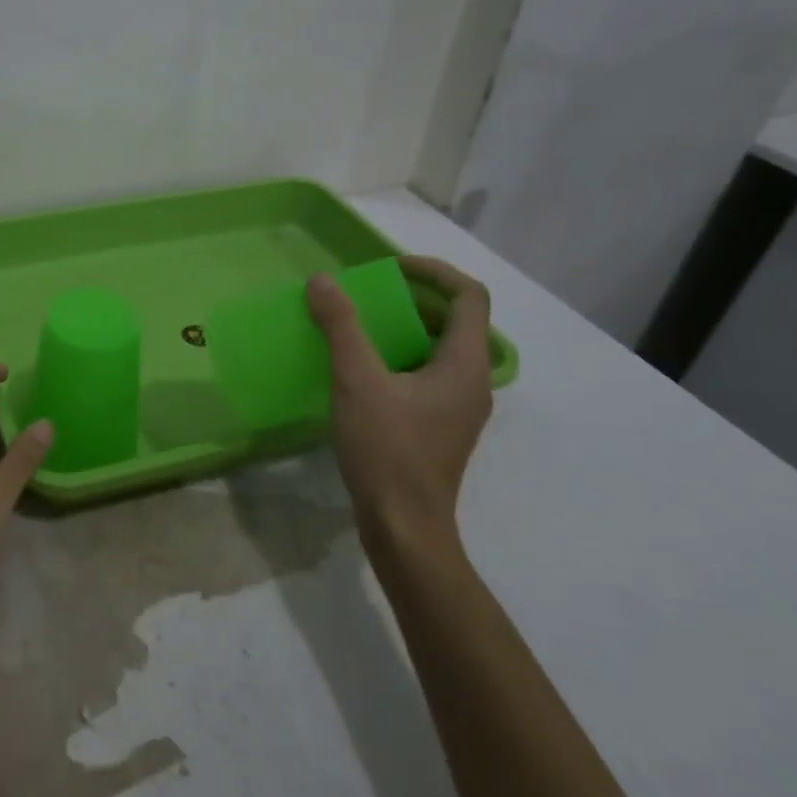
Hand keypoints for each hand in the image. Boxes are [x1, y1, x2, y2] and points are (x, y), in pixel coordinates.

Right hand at [307, 257, 494, 565]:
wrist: (404, 528)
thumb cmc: (387, 450)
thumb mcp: (357, 381)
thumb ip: (341, 327)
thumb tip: (323, 281)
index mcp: (465, 364)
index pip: (470, 296)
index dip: (434, 271)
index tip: (390, 269)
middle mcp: (472, 382)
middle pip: (456, 321)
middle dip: (414, 298)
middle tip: (369, 294)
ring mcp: (459, 408)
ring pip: (440, 350)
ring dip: (405, 328)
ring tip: (360, 326)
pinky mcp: (440, 428)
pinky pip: (428, 375)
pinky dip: (401, 358)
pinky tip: (362, 371)